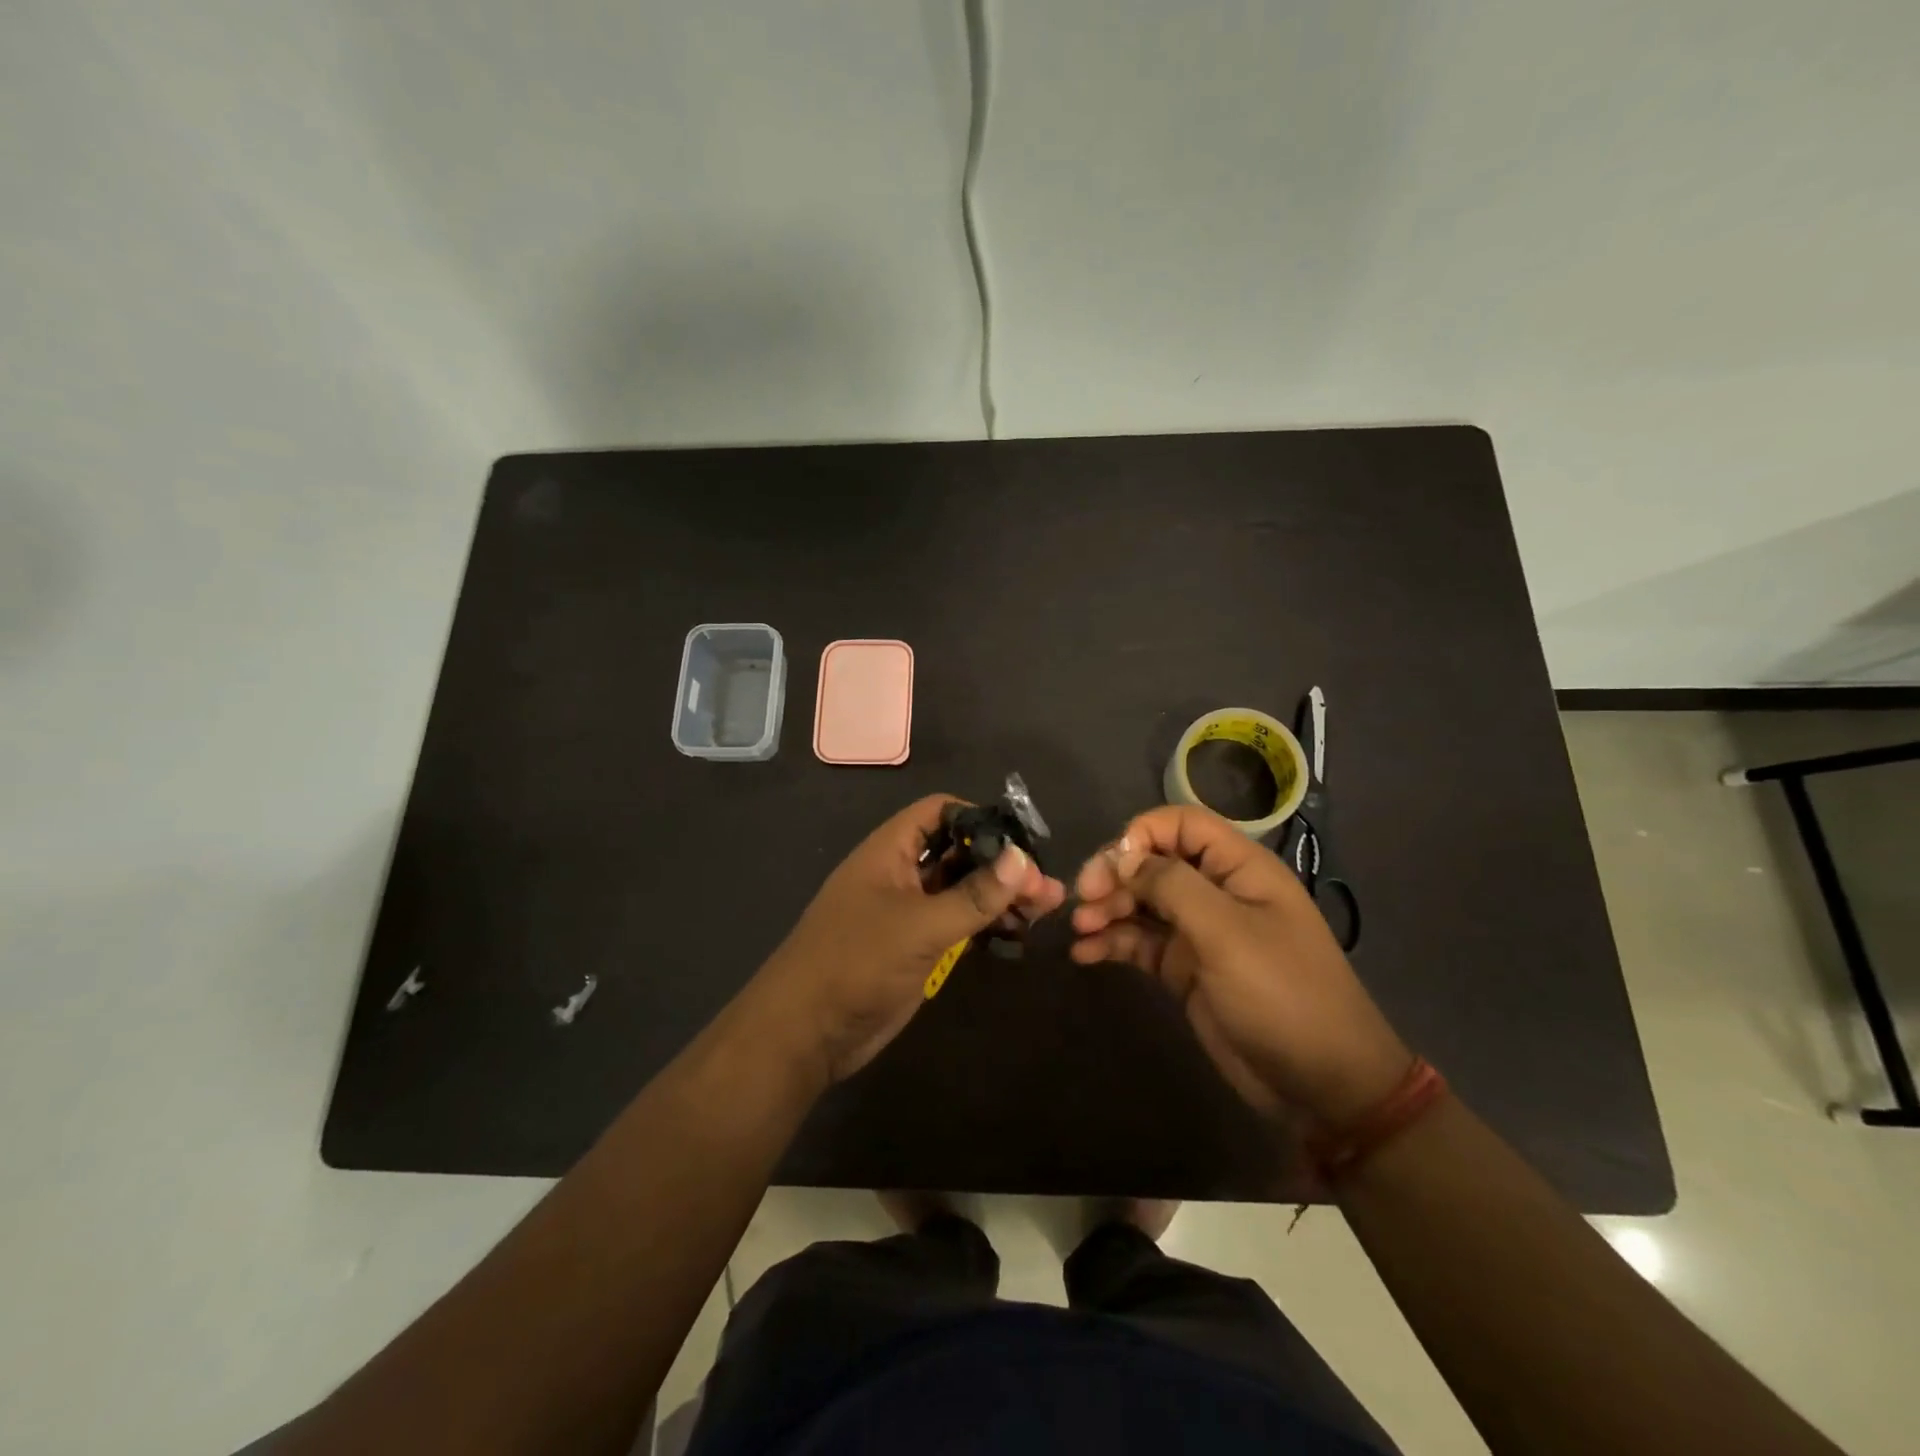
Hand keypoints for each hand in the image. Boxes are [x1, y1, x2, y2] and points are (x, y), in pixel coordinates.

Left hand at [754, 795, 1066, 1084]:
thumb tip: (1022, 860)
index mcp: (891, 851)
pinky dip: (986, 925)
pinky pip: (957, 924)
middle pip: (958, 853)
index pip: (939, 812)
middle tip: (1047, 886)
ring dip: (1000, 897)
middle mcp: (901, 873)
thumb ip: (973, 895)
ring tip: (1047, 909)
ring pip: (962, 891)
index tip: (1020, 841)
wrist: (807, 1032)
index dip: (979, 818)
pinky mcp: (915, 947)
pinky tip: (1019, 934)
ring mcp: (908, 912)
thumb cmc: (857, 962)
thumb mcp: (919, 925)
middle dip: (1001, 865)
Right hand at [1072, 805, 1411, 1124]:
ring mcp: (1199, 931)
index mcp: (1239, 868)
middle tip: (1083, 901)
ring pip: (1141, 903)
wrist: (1321, 1084)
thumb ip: (1171, 885)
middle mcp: (1217, 891)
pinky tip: (1085, 954)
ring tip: (1080, 930)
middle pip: (1153, 863)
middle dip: (1115, 876)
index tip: (1110, 866)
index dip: (1141, 835)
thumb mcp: (1226, 932)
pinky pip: (1140, 942)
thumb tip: (1121, 858)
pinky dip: (1112, 943)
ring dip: (1107, 909)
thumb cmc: (1281, 994)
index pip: (1180, 824)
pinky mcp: (1184, 968)